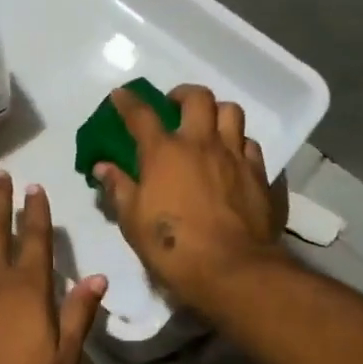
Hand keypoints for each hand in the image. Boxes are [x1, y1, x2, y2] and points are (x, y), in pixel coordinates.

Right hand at [92, 85, 283, 310]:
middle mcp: (202, 144)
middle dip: (182, 94)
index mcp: (164, 153)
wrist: (232, 269)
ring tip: (208, 126)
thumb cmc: (173, 247)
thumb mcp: (133, 222)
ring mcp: (235, 156)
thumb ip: (118, 188)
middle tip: (174, 106)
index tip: (120, 95)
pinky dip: (239, 144)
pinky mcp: (260, 174)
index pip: (142, 115)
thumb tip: (103, 166)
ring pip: (231, 113)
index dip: (128, 102)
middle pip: (197, 98)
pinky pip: (251, 145)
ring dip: (217, 113)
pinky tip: (233, 158)